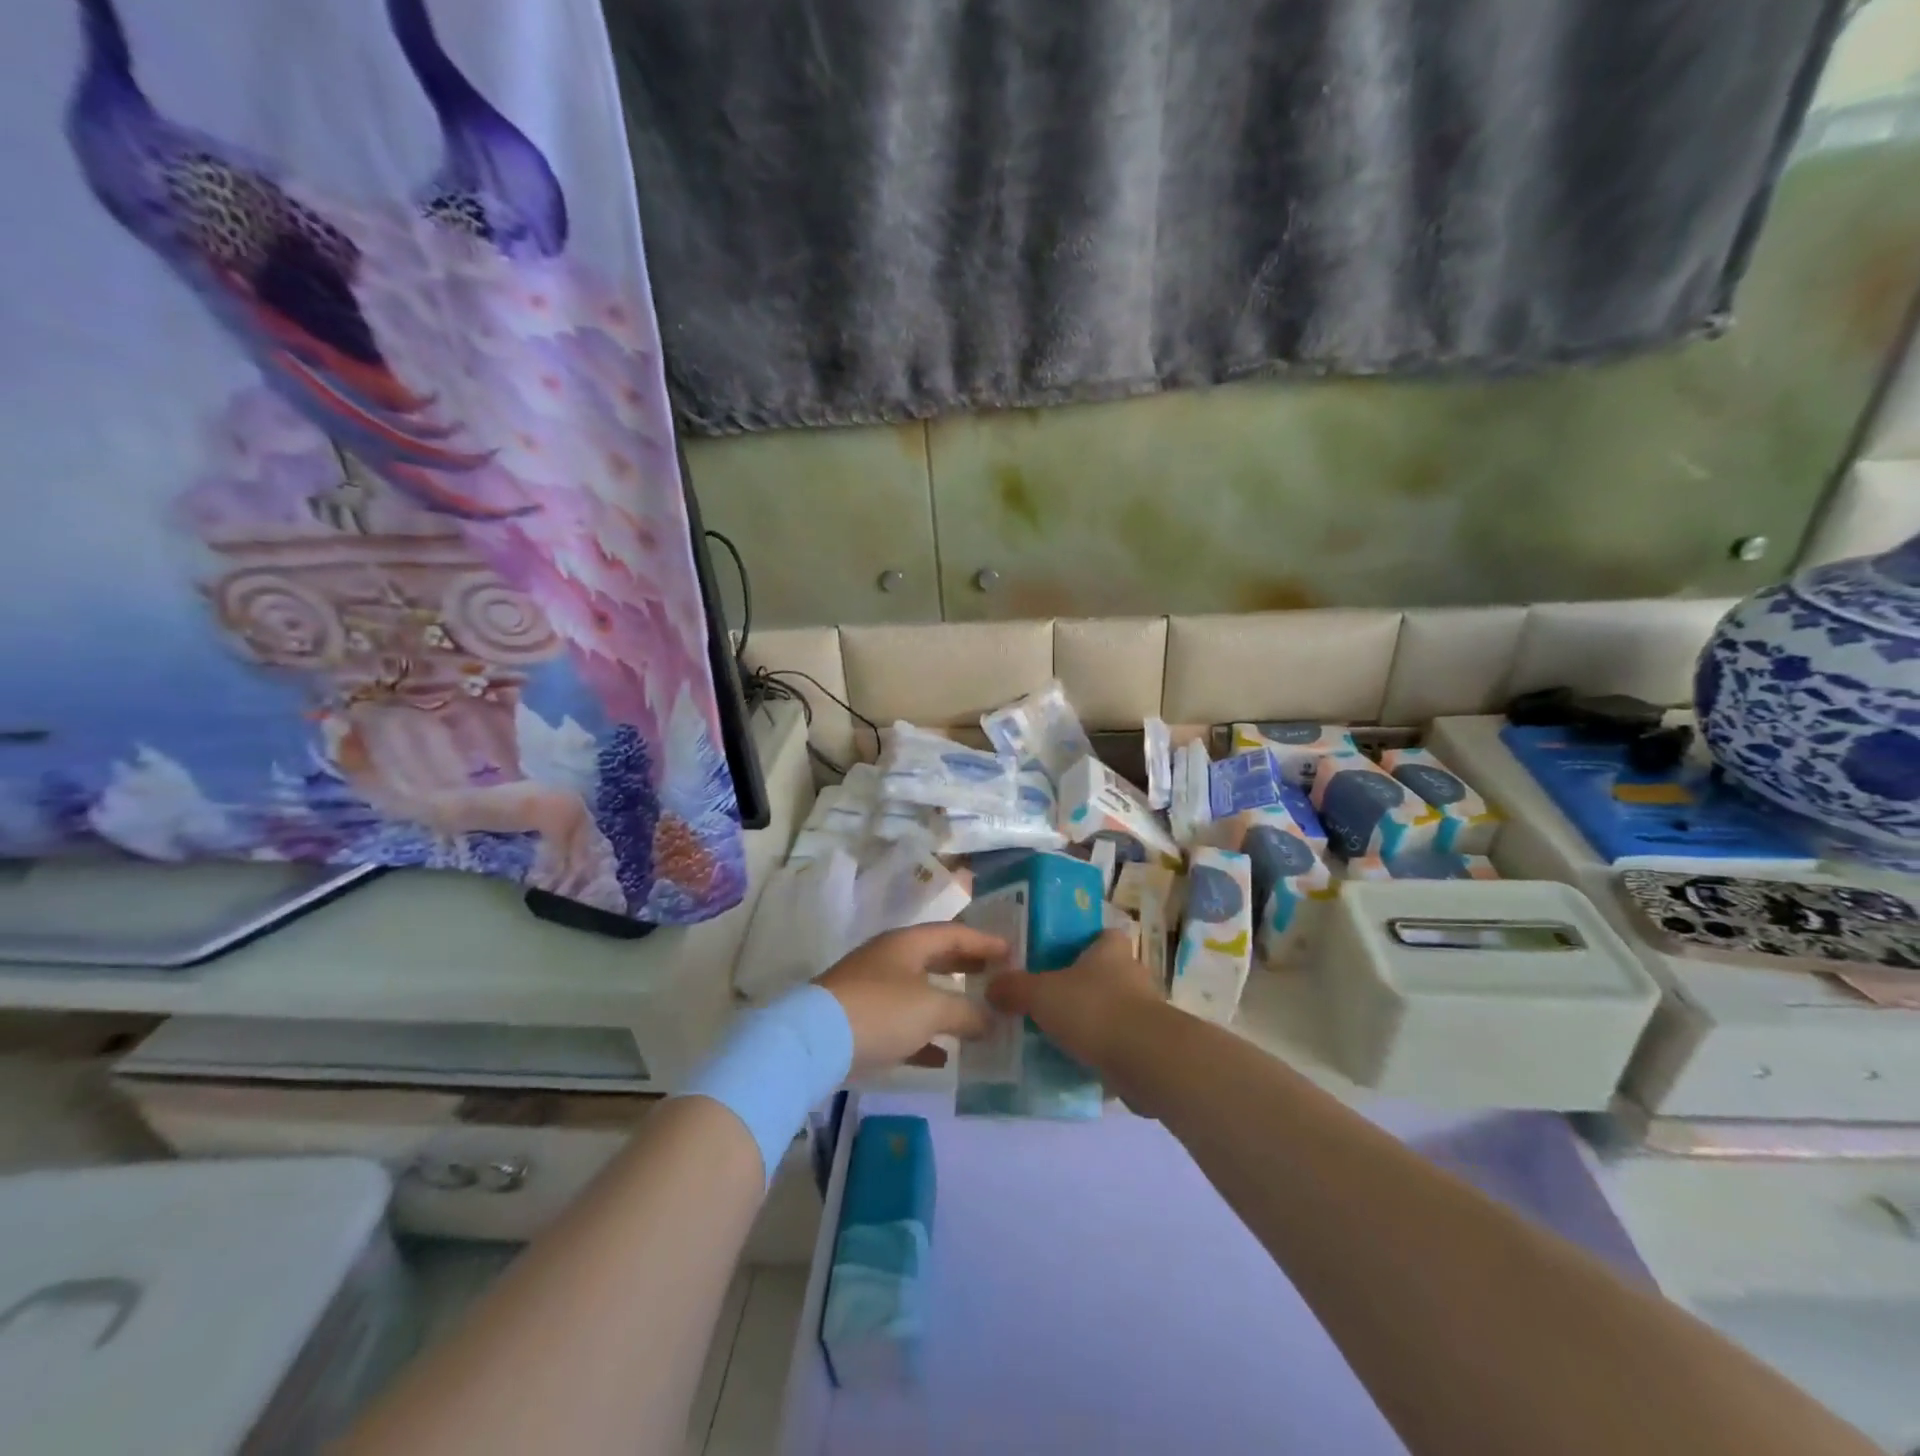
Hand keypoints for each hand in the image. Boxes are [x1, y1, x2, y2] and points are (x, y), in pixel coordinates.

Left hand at [816, 923, 1009, 1076]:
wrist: (813, 1043)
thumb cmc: (880, 1011)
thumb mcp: (931, 1008)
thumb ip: (967, 1011)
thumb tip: (992, 1018)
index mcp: (907, 944)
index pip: (954, 934)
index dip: (985, 942)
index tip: (1013, 952)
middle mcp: (890, 960)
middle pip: (936, 959)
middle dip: (967, 968)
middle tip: (998, 977)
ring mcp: (873, 990)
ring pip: (920, 992)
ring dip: (948, 1004)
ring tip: (979, 1017)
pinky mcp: (861, 1022)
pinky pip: (903, 1025)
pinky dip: (925, 1037)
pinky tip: (944, 1057)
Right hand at [986, 930, 1165, 1095]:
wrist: (1144, 1060)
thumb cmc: (1093, 1009)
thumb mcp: (1041, 994)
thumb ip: (1014, 988)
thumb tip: (991, 987)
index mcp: (1110, 950)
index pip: (1101, 934)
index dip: (1082, 942)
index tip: (1057, 956)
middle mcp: (1132, 974)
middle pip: (1103, 973)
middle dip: (1080, 986)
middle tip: (1047, 1000)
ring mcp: (1144, 1012)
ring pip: (1110, 1010)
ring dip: (1090, 1021)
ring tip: (1055, 1036)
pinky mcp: (1148, 1046)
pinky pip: (1117, 1044)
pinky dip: (1099, 1052)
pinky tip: (1073, 1064)